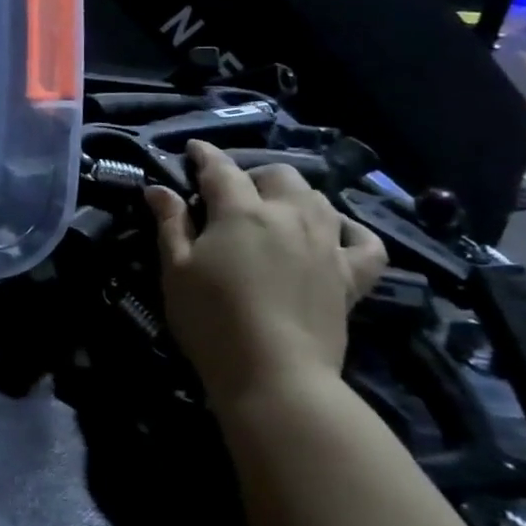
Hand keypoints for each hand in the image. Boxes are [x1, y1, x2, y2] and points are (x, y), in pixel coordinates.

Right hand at [147, 140, 384, 412]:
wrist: (275, 376)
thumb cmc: (212, 319)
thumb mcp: (176, 269)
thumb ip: (171, 223)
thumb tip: (159, 189)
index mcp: (241, 211)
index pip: (220, 169)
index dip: (205, 155)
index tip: (193, 149)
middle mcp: (289, 217)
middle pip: (278, 175)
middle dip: (254, 175)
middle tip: (233, 194)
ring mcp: (326, 245)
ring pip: (319, 199)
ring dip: (295, 195)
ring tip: (277, 210)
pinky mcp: (351, 278)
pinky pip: (366, 243)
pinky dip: (352, 232)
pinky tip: (336, 234)